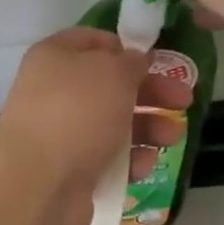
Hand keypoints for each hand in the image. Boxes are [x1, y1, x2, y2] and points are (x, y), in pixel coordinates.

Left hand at [0, 29, 191, 224]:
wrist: (38, 183)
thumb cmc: (77, 112)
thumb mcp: (113, 73)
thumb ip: (131, 62)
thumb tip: (136, 60)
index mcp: (55, 57)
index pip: (93, 41)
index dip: (126, 48)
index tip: (157, 60)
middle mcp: (54, 91)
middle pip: (110, 85)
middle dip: (150, 93)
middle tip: (185, 101)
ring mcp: (60, 132)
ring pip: (112, 123)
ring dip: (147, 128)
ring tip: (173, 137)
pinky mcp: (68, 169)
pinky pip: (106, 158)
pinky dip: (128, 160)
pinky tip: (145, 165)